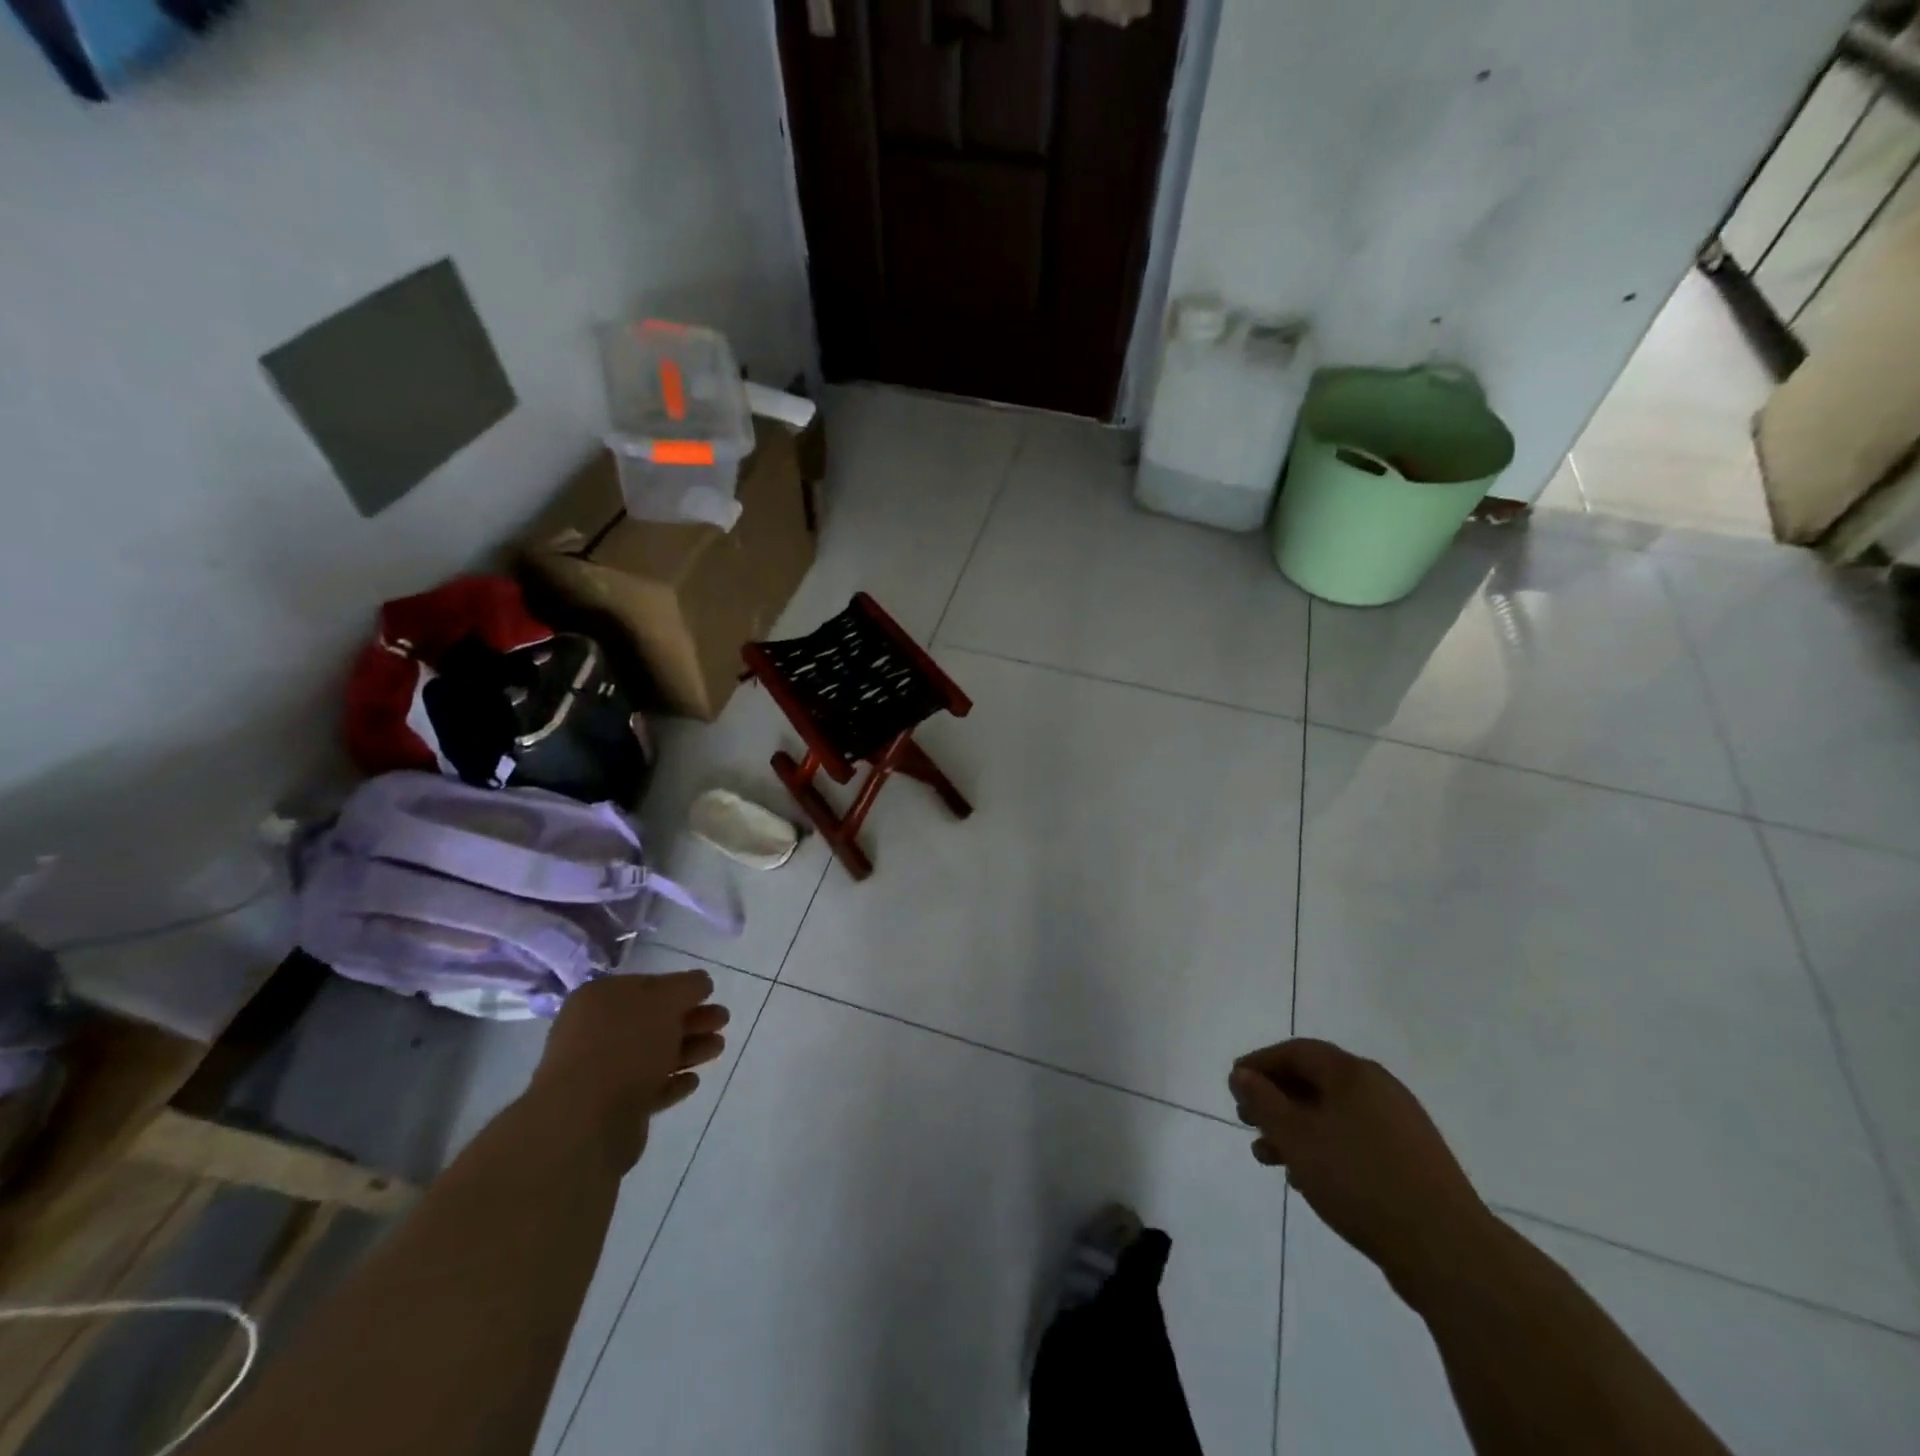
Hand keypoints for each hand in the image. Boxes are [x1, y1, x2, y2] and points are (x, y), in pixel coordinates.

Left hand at [530, 970, 728, 1168]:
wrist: (585, 1121)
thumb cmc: (625, 1045)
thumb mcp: (665, 1000)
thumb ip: (687, 986)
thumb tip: (700, 982)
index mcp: (599, 998)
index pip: (647, 985)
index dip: (680, 988)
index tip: (710, 994)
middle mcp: (595, 1031)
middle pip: (653, 1020)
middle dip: (691, 1019)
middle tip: (723, 1020)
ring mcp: (600, 1071)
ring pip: (653, 1053)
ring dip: (688, 1048)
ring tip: (718, 1048)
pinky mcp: (610, 1107)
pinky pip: (647, 1087)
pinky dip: (671, 1081)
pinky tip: (692, 1081)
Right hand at [1229, 1039, 1497, 1303]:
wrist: (1448, 1251)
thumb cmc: (1360, 1180)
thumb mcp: (1297, 1137)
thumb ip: (1263, 1101)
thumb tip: (1242, 1074)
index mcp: (1354, 1074)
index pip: (1297, 1051)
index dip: (1260, 1063)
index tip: (1234, 1083)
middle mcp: (1380, 1090)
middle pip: (1315, 1082)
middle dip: (1276, 1100)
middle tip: (1246, 1120)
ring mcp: (1401, 1127)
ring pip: (1333, 1116)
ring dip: (1296, 1130)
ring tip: (1267, 1158)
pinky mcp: (1413, 1163)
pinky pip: (1355, 1142)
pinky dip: (1324, 1150)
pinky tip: (1307, 1179)